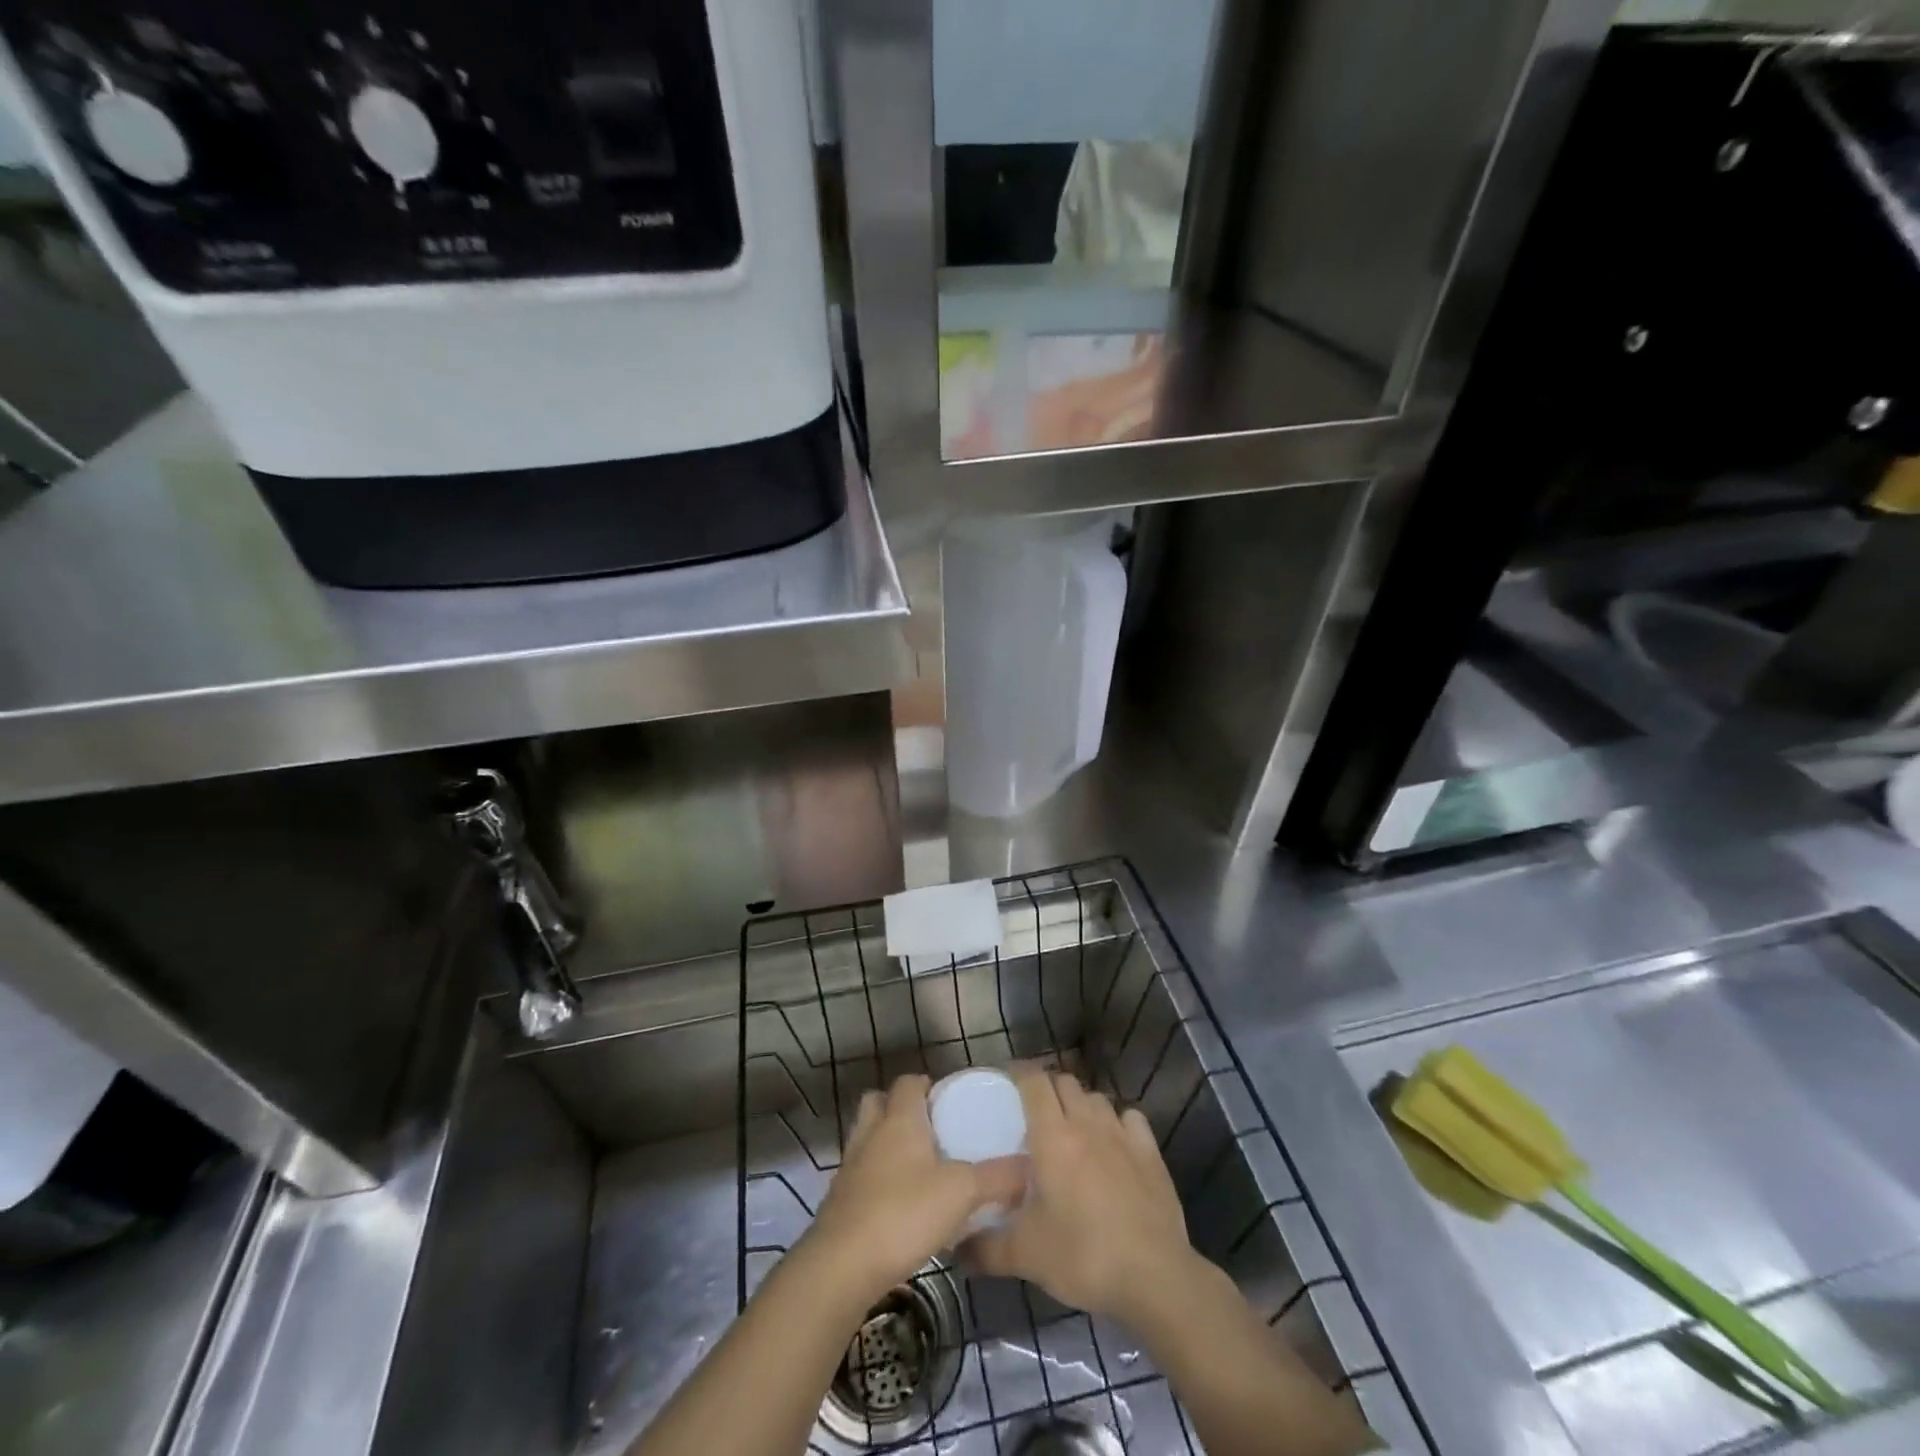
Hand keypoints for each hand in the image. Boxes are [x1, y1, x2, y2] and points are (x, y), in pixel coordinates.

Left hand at [807, 1074, 1026, 1304]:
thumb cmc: (904, 1213)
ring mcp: (850, 1166)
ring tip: (916, 1167)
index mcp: (899, 1119)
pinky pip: (860, 1174)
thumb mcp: (961, 1193)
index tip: (948, 1101)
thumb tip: (1030, 1166)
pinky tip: (898, 1204)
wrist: (842, 1266)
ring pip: (867, 1137)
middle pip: (879, 1102)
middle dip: (900, 1108)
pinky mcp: (839, 1200)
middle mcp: (871, 1133)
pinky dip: (876, 1179)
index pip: (908, 1082)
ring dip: (885, 1143)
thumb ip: (998, 1178)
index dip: (926, 1085)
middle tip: (929, 1129)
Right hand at [968, 1067, 1196, 1321]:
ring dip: (1080, 1104)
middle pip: (1064, 1082)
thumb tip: (956, 1250)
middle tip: (1033, 1112)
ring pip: (1096, 1097)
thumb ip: (985, 1249)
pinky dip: (1117, 1122)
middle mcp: (1087, 1123)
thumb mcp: (1026, 1256)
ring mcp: (1122, 1134)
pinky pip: (1129, 1118)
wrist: (1154, 1276)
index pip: (1034, 1081)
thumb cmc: (1083, 1255)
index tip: (1005, 1080)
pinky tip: (1113, 1143)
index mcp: (1053, 1136)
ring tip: (1071, 1128)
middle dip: (1047, 1088)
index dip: (1019, 1073)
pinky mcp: (1150, 1152)